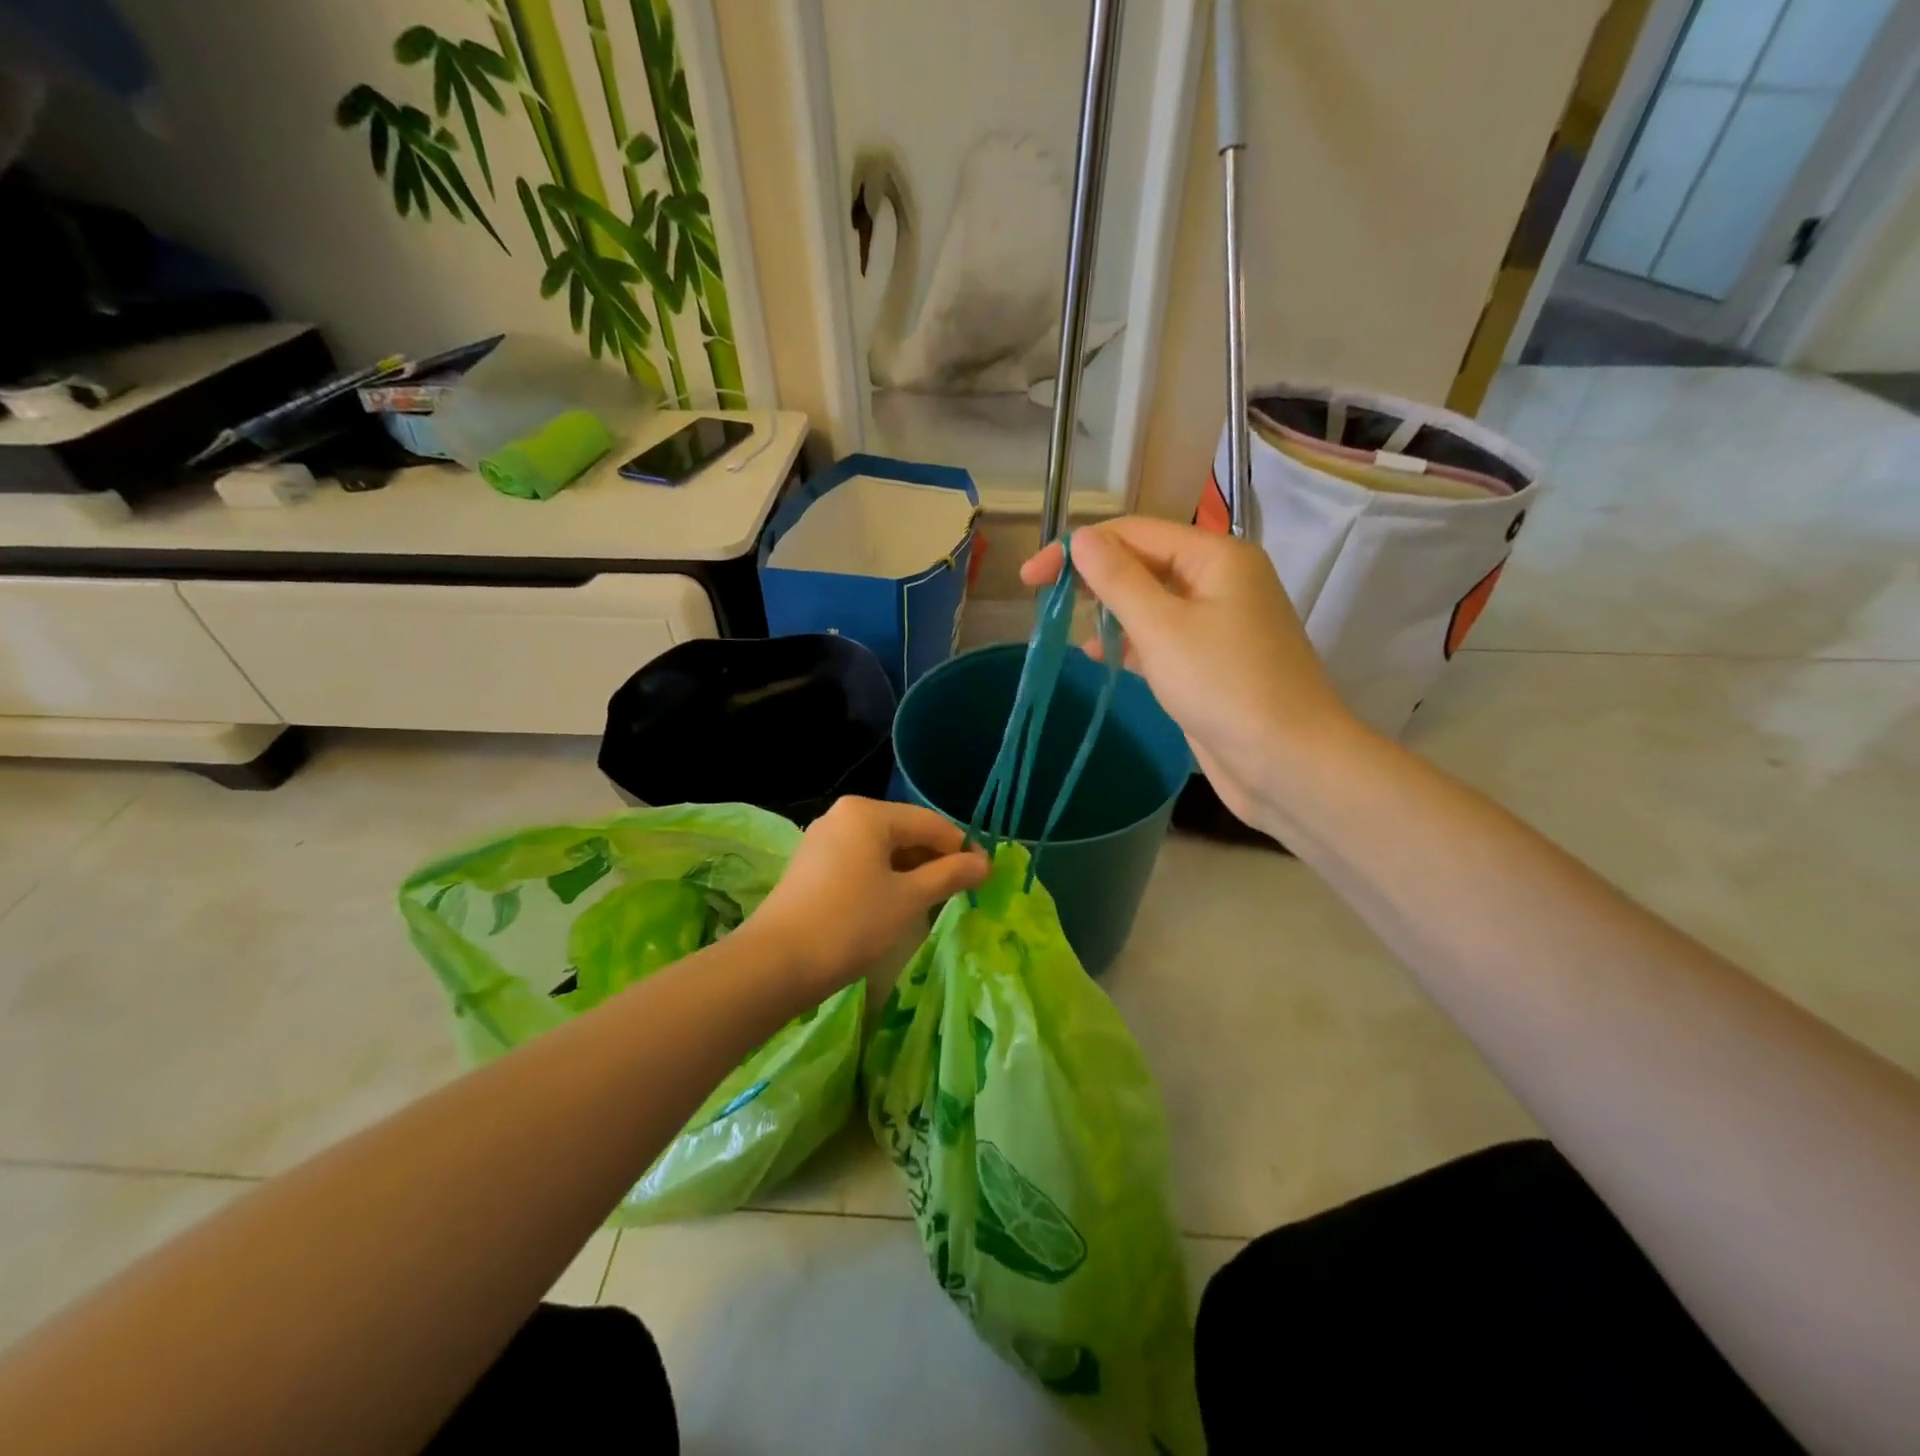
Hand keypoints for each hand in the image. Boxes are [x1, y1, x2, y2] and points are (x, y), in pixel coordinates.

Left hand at [742, 797, 988, 995]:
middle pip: (905, 831)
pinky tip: (896, 904)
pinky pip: (861, 862)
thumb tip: (985, 862)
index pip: (930, 823)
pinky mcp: (812, 865)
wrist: (776, 964)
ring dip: (911, 871)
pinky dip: (884, 878)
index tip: (984, 877)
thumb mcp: (908, 899)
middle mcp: (844, 816)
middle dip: (935, 860)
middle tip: (961, 892)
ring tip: (932, 902)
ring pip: (882, 848)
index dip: (962, 848)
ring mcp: (823, 840)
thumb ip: (949, 875)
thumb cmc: (850, 924)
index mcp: (867, 812)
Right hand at [1022, 517, 1360, 832]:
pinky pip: (1161, 637)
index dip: (1078, 549)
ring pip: (1150, 602)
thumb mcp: (1162, 628)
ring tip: (1063, 628)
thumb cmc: (1224, 686)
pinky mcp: (1211, 660)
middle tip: (1040, 599)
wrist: (1288, 762)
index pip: (1134, 533)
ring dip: (1107, 610)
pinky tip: (1098, 655)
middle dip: (1092, 578)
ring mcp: (1217, 622)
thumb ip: (1118, 579)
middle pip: (1143, 563)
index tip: (1030, 578)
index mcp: (1215, 557)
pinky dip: (1129, 642)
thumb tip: (1082, 537)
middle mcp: (1219, 580)